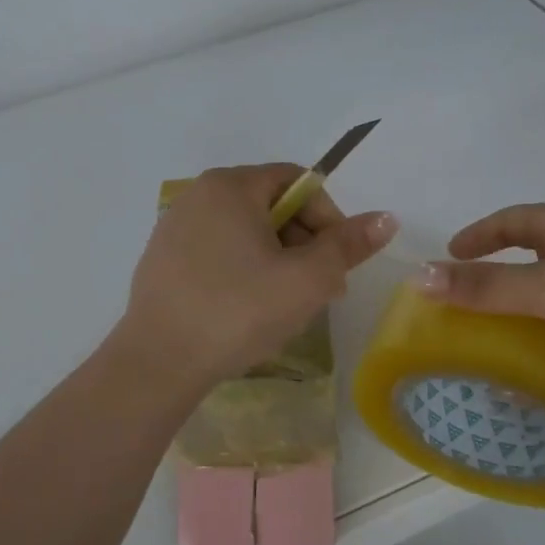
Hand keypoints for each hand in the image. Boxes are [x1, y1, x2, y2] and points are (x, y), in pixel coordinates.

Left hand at [118, 164, 397, 387]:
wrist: (159, 362)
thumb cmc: (239, 311)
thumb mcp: (307, 279)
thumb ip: (348, 245)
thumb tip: (385, 218)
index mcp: (231, 186)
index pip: (297, 182)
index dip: (329, 217)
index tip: (337, 261)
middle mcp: (198, 195)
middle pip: (270, 205)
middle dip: (304, 242)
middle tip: (319, 288)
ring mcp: (174, 228)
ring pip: (244, 232)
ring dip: (276, 260)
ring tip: (286, 304)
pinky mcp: (161, 260)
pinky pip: (217, 252)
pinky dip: (242, 271)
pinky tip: (246, 309)